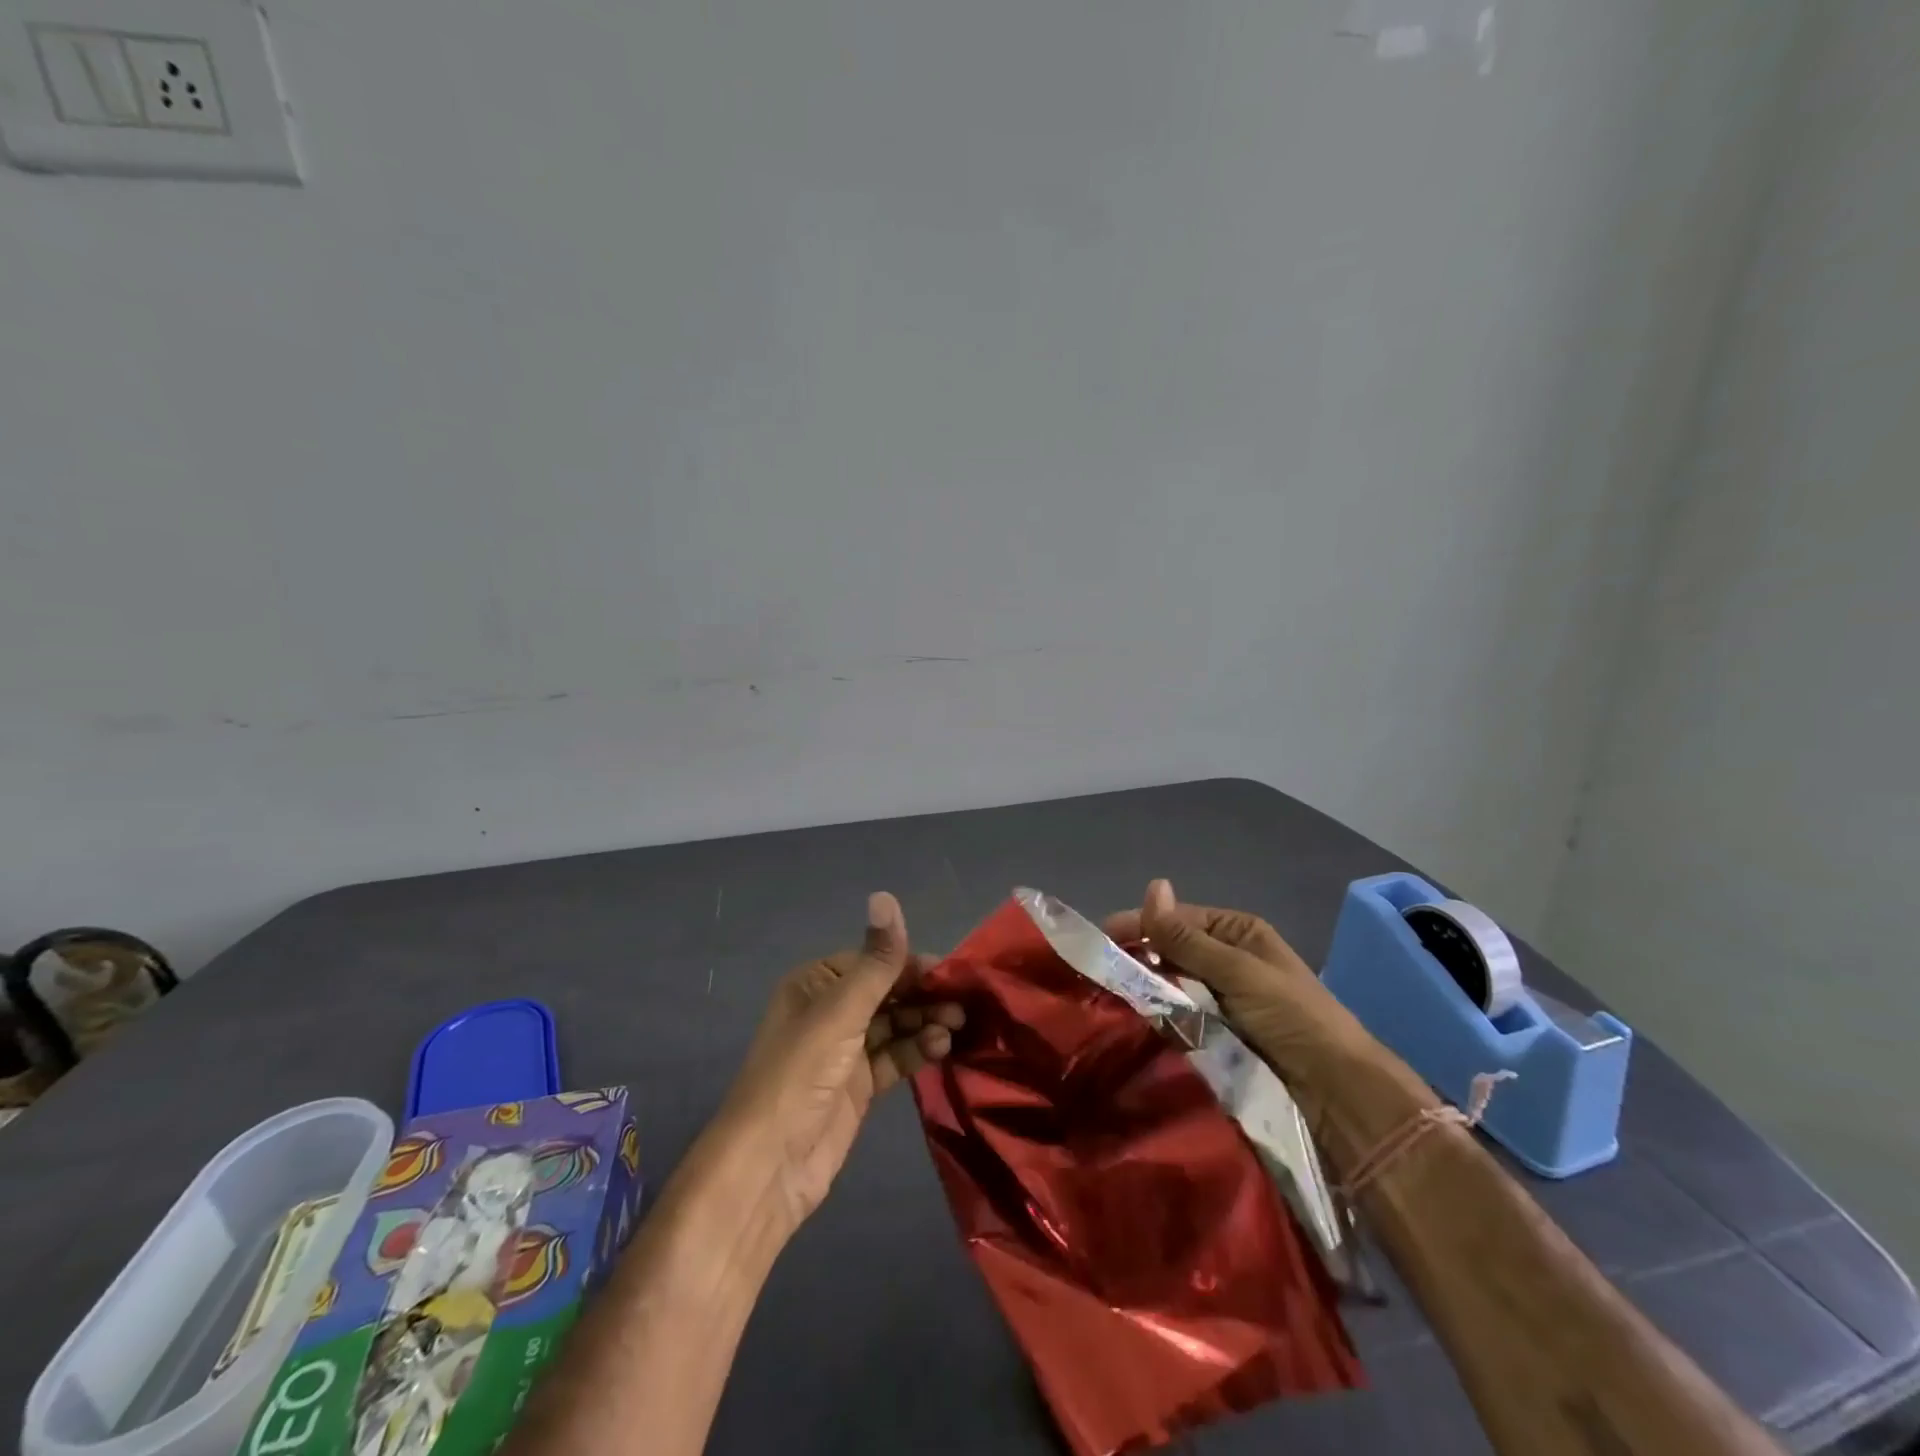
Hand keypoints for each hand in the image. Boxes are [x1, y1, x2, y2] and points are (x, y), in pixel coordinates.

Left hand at [712, 891, 963, 1239]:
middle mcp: (830, 1010)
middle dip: (924, 995)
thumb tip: (886, 895)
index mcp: (816, 983)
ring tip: (957, 1026)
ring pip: (894, 1024)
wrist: (769, 1167)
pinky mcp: (858, 1085)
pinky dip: (917, 1050)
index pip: (874, 961)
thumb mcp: (841, 1012)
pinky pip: (894, 1057)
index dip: (912, 965)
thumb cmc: (800, 1075)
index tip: (953, 973)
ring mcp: (844, 1049)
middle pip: (887, 992)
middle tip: (963, 1004)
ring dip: (924, 1022)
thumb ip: (876, 961)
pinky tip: (941, 1048)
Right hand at [1104, 879, 1385, 1130]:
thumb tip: (1153, 885)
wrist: (1336, 1093)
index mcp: (1237, 933)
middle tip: (1099, 973)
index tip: (1102, 939)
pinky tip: (1135, 1022)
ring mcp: (1222, 999)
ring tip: (1108, 998)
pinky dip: (1160, 1017)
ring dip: (1146, 989)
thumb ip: (1188, 937)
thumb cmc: (1292, 1017)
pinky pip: (1180, 1017)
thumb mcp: (1237, 970)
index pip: (1178, 919)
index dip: (1141, 925)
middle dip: (1139, 957)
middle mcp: (1227, 960)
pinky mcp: (1219, 1035)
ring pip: (1172, 985)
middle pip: (1172, 951)